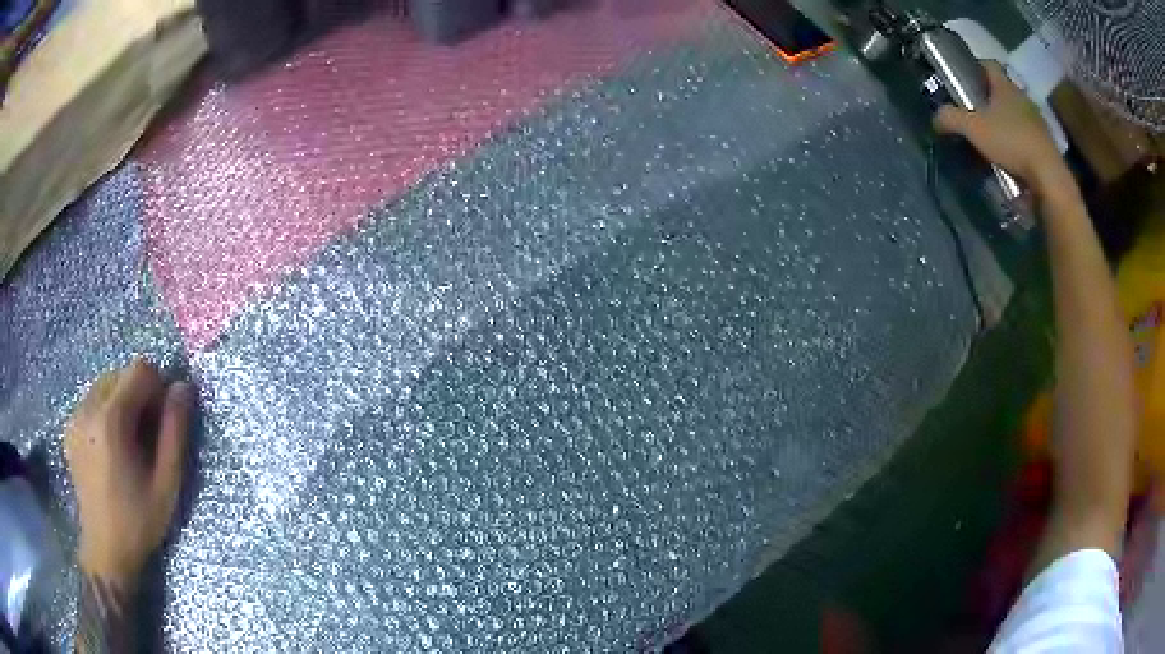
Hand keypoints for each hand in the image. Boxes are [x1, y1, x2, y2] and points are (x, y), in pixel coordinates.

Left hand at [65, 359, 190, 583]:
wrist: (105, 549)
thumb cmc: (139, 521)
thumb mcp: (166, 483)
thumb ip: (175, 432)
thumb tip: (183, 388)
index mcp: (111, 419)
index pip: (140, 369)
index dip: (157, 388)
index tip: (162, 423)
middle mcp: (88, 407)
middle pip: (121, 374)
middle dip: (139, 396)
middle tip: (147, 438)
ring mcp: (75, 416)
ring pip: (106, 385)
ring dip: (122, 403)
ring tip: (128, 444)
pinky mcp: (69, 426)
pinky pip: (92, 401)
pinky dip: (107, 413)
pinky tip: (111, 448)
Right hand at [933, 61, 1067, 195]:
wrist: (1048, 177)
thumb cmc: (1011, 142)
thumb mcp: (973, 129)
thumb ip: (951, 119)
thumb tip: (936, 117)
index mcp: (1005, 86)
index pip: (989, 65)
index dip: (975, 67)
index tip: (964, 78)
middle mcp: (1023, 98)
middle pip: (1002, 91)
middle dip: (989, 99)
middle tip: (974, 112)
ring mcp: (1037, 122)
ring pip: (1015, 114)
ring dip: (1004, 122)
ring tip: (990, 138)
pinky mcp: (1045, 145)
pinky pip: (1026, 137)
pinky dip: (1016, 143)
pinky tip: (1008, 157)